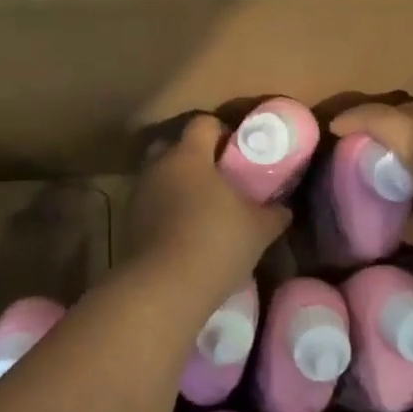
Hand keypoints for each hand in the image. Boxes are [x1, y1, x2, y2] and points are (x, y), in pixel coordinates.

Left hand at [124, 114, 289, 293]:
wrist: (164, 288)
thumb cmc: (217, 243)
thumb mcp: (259, 228)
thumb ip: (274, 213)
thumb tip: (283, 208)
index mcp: (189, 155)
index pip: (203, 123)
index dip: (222, 131)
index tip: (239, 151)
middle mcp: (158, 167)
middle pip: (173, 146)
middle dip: (194, 156)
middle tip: (219, 177)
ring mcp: (139, 195)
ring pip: (160, 177)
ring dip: (178, 186)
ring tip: (203, 210)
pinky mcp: (129, 223)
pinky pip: (151, 205)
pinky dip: (166, 211)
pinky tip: (186, 232)